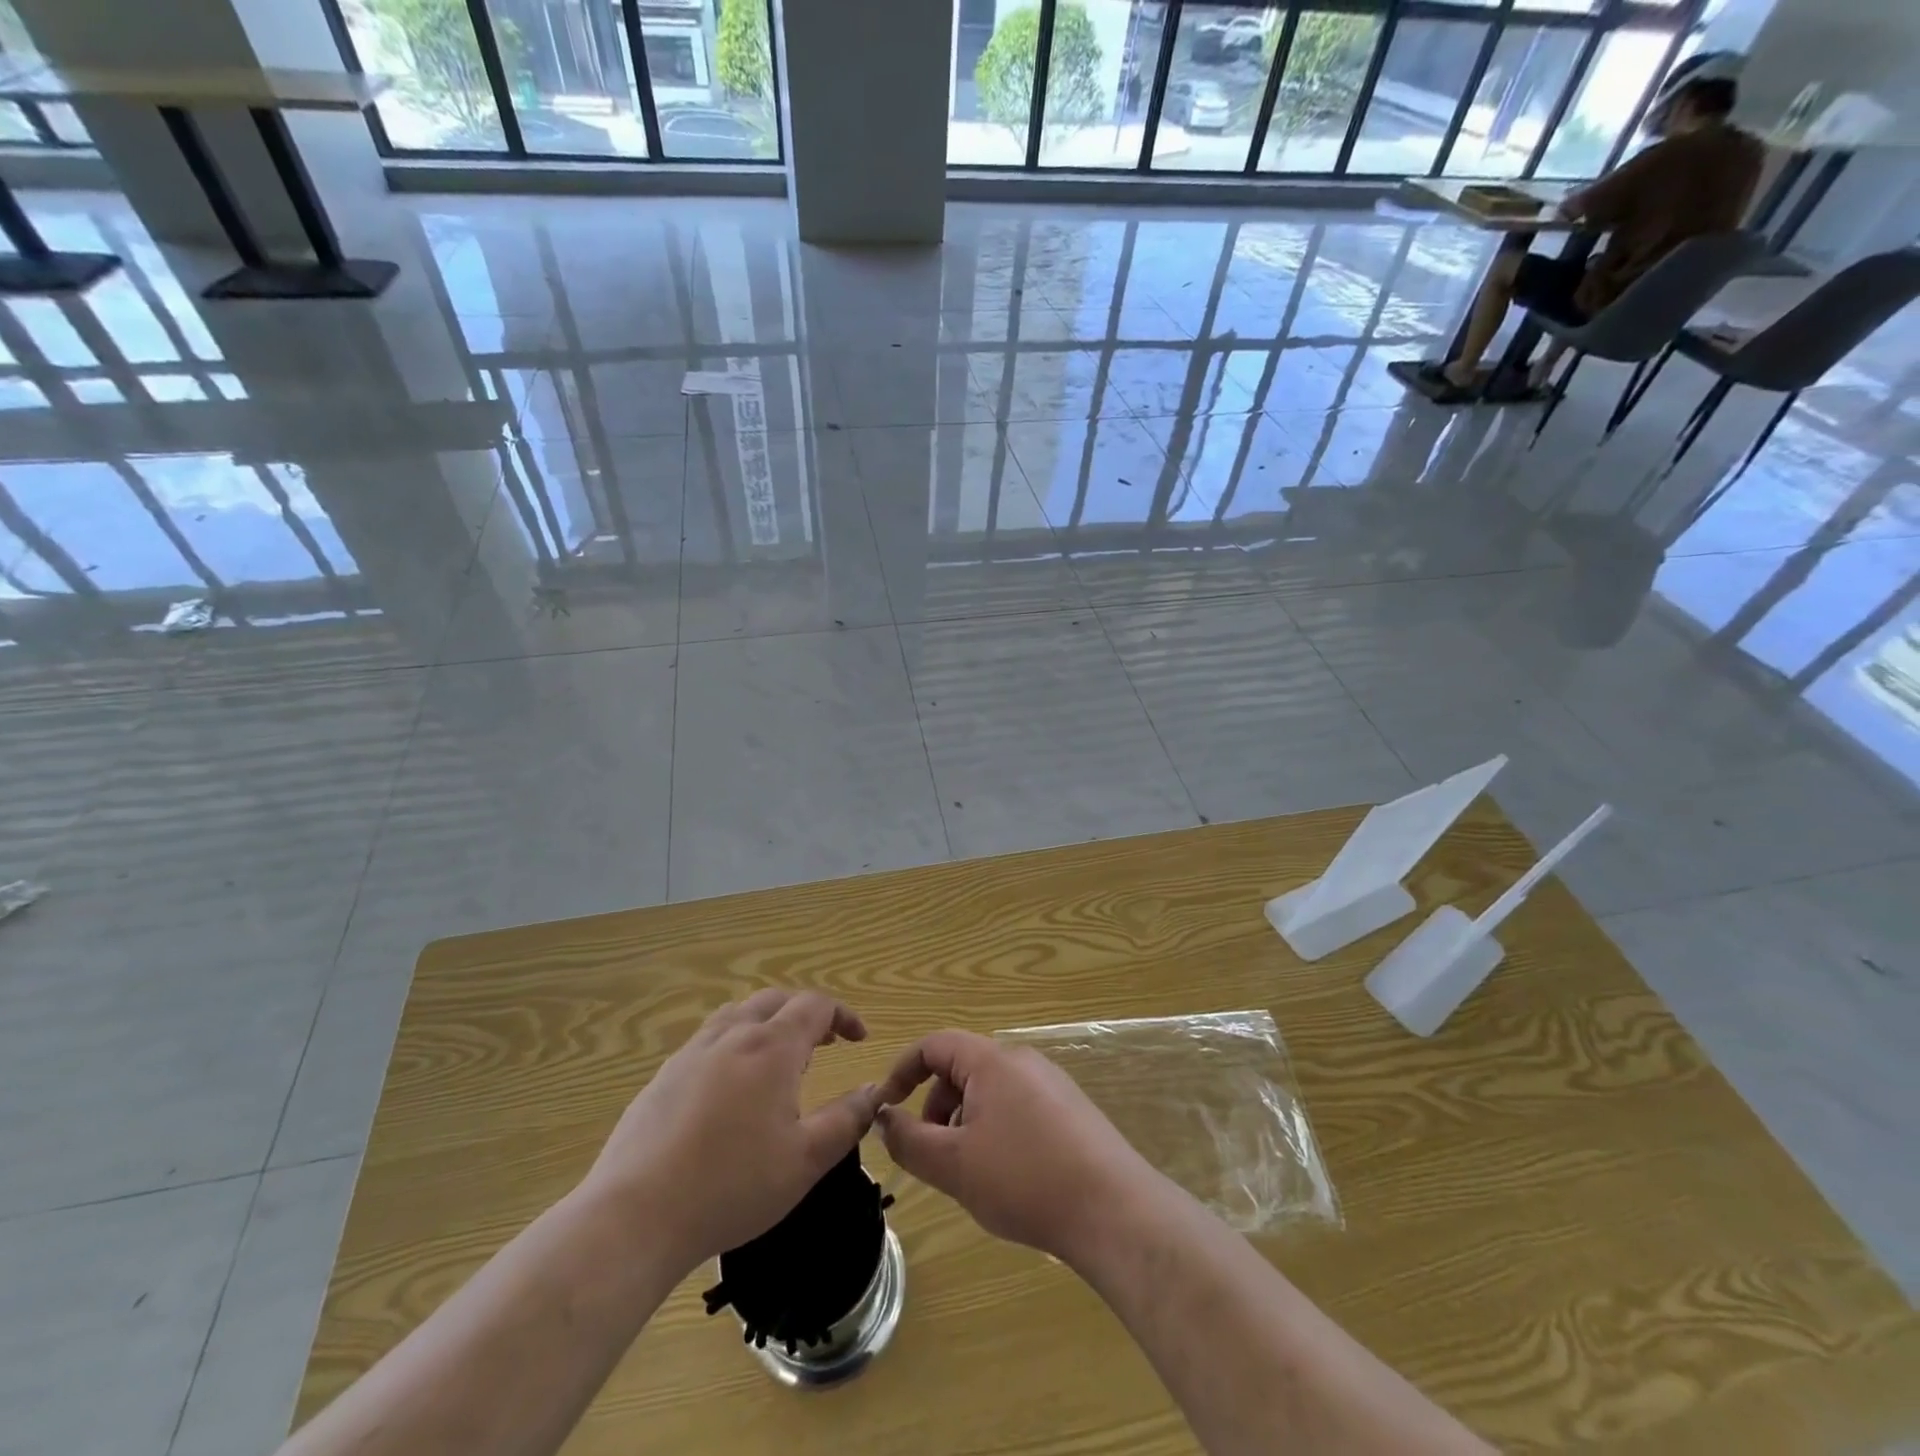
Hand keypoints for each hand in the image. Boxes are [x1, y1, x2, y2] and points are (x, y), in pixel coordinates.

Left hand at [581, 990, 880, 1271]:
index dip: (842, 1015)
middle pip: (776, 1000)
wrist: (636, 1215)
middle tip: (824, 1043)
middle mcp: (732, 1035)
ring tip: (779, 1058)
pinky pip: (708, 1039)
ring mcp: (692, 1052)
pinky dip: (734, 1043)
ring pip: (738, 1014)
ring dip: (768, 1022)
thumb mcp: (806, 1160)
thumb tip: (872, 1090)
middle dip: (806, 1014)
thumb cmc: (732, 1186)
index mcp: (772, 1047)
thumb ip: (846, 1119)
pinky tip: (730, 1087)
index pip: (815, 1005)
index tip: (858, 1039)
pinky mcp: (663, 1076)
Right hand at [874, 1030, 1157, 1263]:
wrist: (1113, 1209)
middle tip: (932, 1153)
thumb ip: (909, 1140)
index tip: (886, 1109)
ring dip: (965, 1121)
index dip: (902, 1071)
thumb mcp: (954, 1165)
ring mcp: (1051, 1083)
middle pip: (962, 1067)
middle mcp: (1022, 1060)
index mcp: (991, 1060)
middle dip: (936, 1105)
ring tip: (970, 1171)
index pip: (934, 1044)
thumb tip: (884, 1119)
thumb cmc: (1024, 1179)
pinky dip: (995, 1129)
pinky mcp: (1070, 1109)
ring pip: (989, 1090)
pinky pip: (1017, 1106)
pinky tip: (1007, 1176)